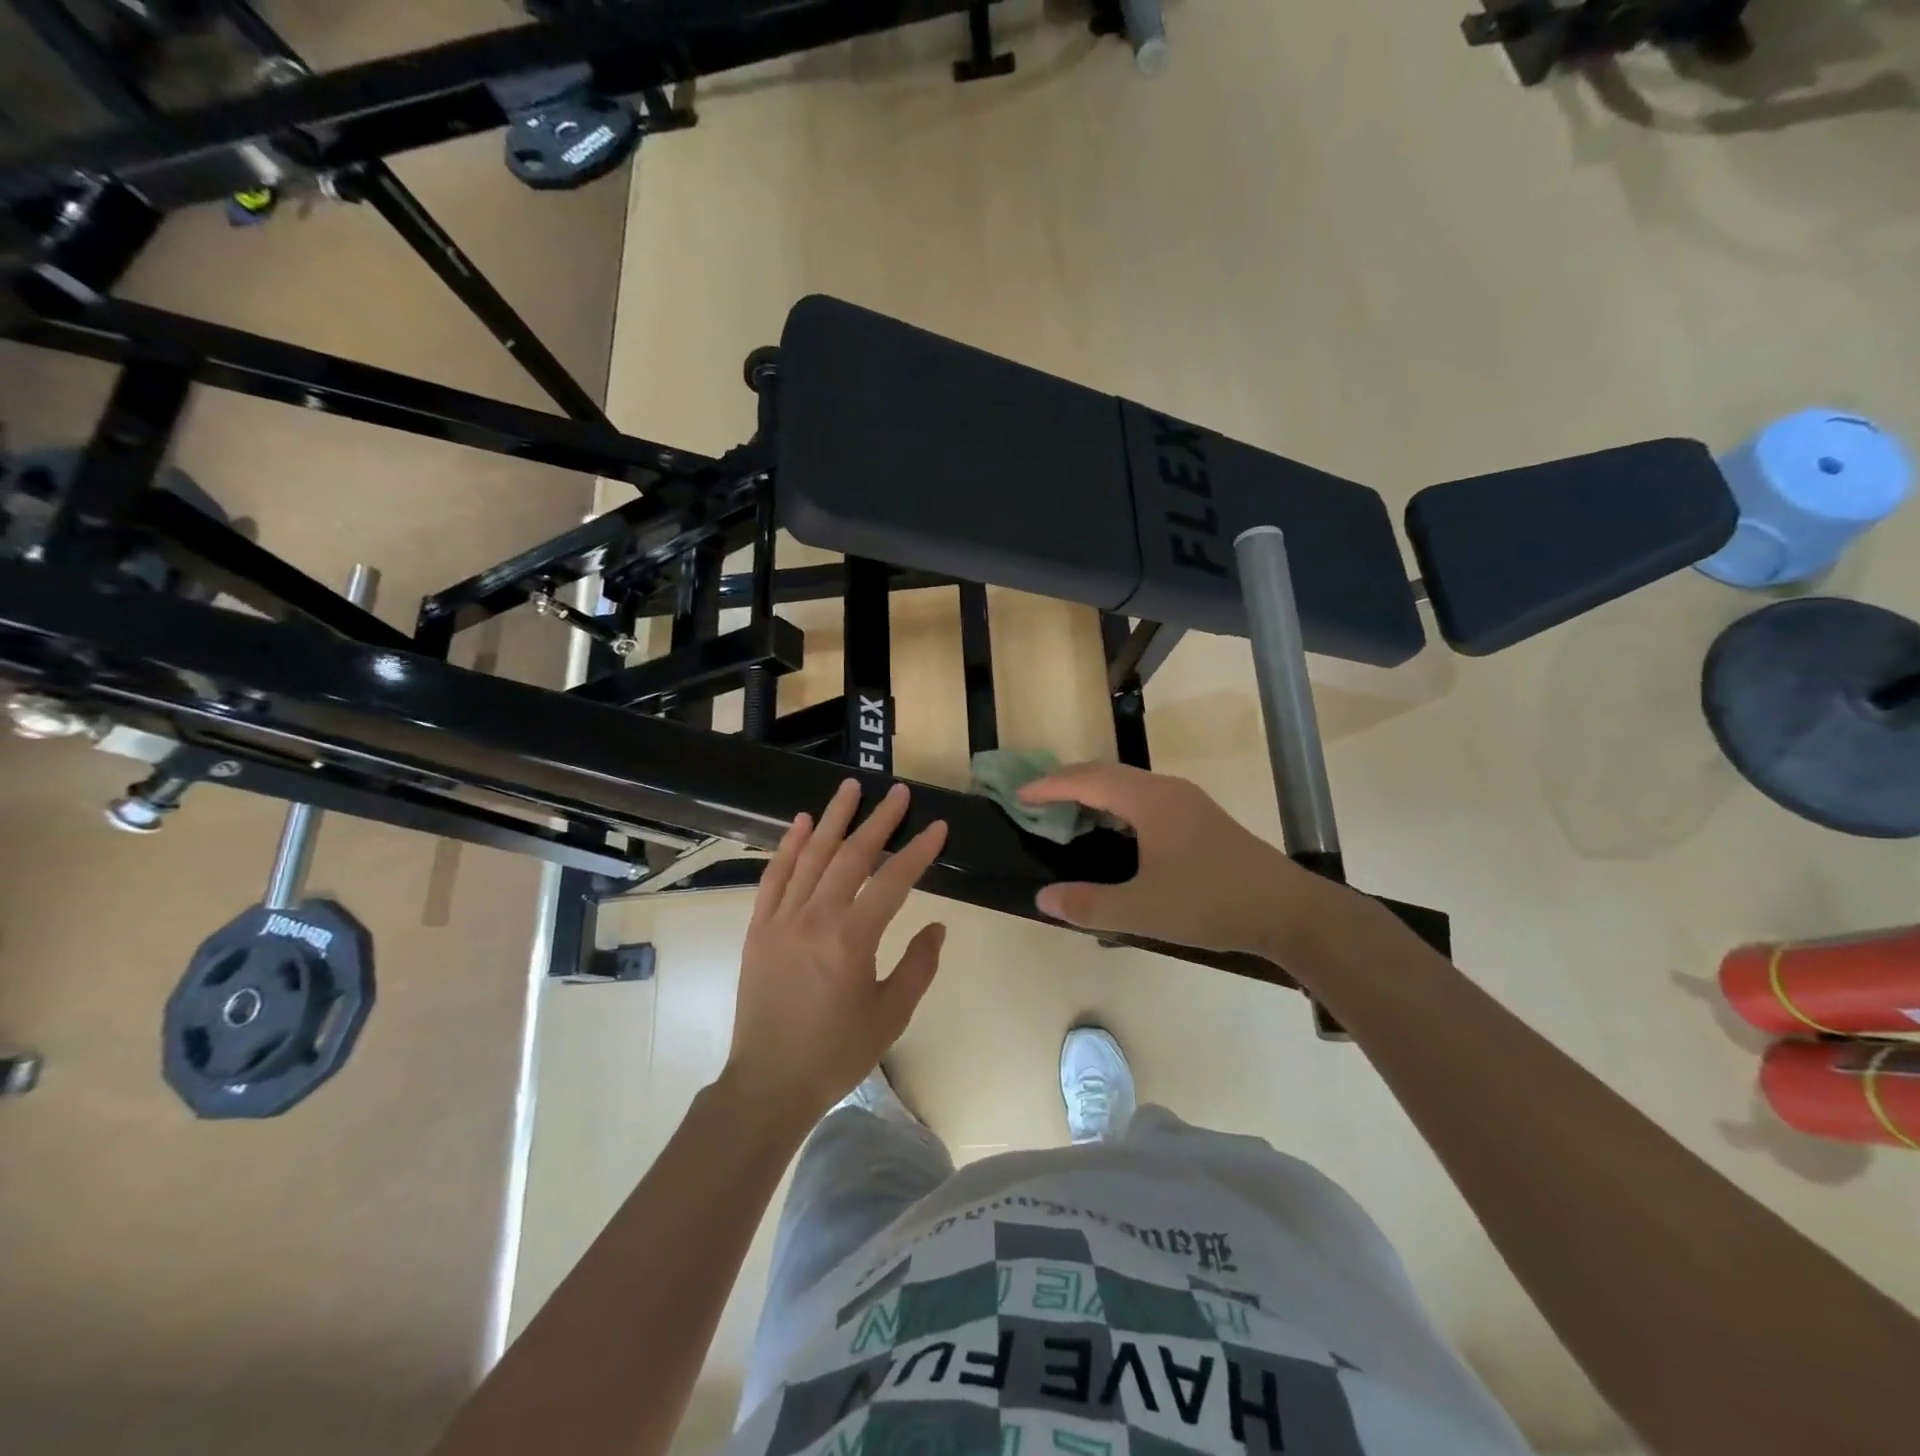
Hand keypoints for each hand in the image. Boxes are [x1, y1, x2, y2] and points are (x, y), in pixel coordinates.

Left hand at [726, 779, 948, 1122]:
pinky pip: (774, 877)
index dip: (918, 851)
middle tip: (898, 793)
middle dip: (879, 821)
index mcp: (851, 939)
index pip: (893, 881)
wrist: (768, 1084)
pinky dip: (788, 847)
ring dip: (833, 819)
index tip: (937, 827)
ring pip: (811, 856)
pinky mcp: (759, 928)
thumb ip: (918, 966)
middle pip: (851, 856)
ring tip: (851, 788)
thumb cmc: (836, 1053)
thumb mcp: (891, 1015)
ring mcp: (781, 919)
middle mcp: (815, 918)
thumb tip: (937, 927)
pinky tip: (801, 823)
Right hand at [1019, 762, 1334, 958]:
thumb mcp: (1143, 911)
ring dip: (1093, 791)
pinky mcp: (1199, 817)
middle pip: (1106, 773)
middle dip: (1067, 782)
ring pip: (1127, 783)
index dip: (1050, 785)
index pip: (1088, 780)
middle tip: (1036, 801)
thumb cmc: (1212, 904)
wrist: (1289, 911)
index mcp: (1150, 802)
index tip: (1019, 795)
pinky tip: (1112, 831)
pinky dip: (1115, 804)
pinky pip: (1143, 797)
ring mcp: (1187, 801)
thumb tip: (1043, 898)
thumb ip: (1089, 905)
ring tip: (1066, 813)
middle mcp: (1167, 790)